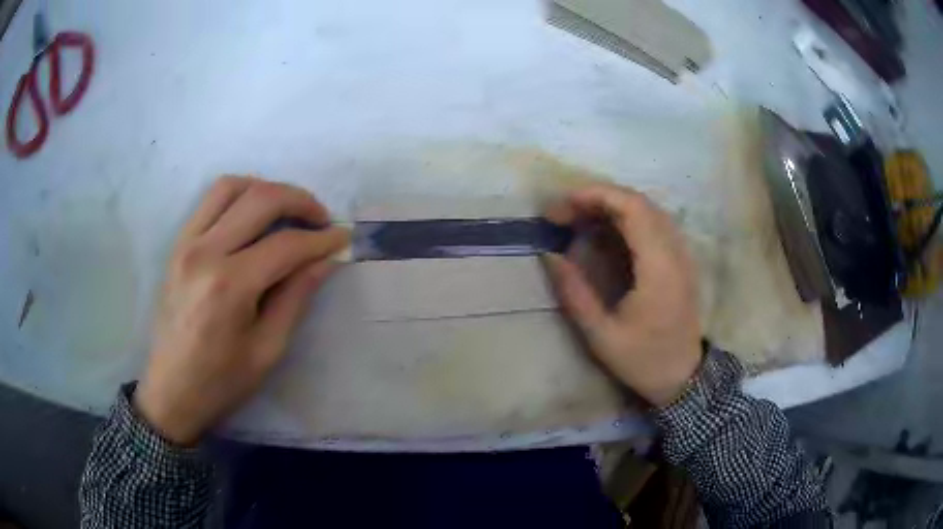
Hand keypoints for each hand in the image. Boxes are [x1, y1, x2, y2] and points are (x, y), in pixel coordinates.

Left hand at [135, 176, 349, 444]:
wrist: (171, 390)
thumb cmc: (221, 381)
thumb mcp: (267, 349)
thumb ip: (296, 297)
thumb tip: (325, 260)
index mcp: (230, 286)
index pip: (286, 245)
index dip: (321, 239)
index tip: (342, 239)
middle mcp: (205, 252)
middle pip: (260, 199)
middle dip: (300, 201)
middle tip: (321, 219)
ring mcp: (186, 243)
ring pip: (231, 187)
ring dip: (266, 189)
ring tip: (287, 211)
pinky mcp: (178, 244)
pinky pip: (209, 200)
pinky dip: (238, 195)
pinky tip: (253, 215)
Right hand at [543, 183, 701, 407]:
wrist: (683, 377)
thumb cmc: (643, 360)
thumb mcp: (602, 336)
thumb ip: (574, 293)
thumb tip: (549, 255)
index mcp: (658, 268)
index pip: (631, 208)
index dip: (593, 196)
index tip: (561, 208)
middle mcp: (674, 251)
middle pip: (638, 201)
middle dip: (596, 198)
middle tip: (562, 214)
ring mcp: (681, 253)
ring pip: (647, 209)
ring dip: (610, 206)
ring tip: (578, 219)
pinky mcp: (680, 259)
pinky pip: (653, 223)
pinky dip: (625, 218)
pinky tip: (604, 232)